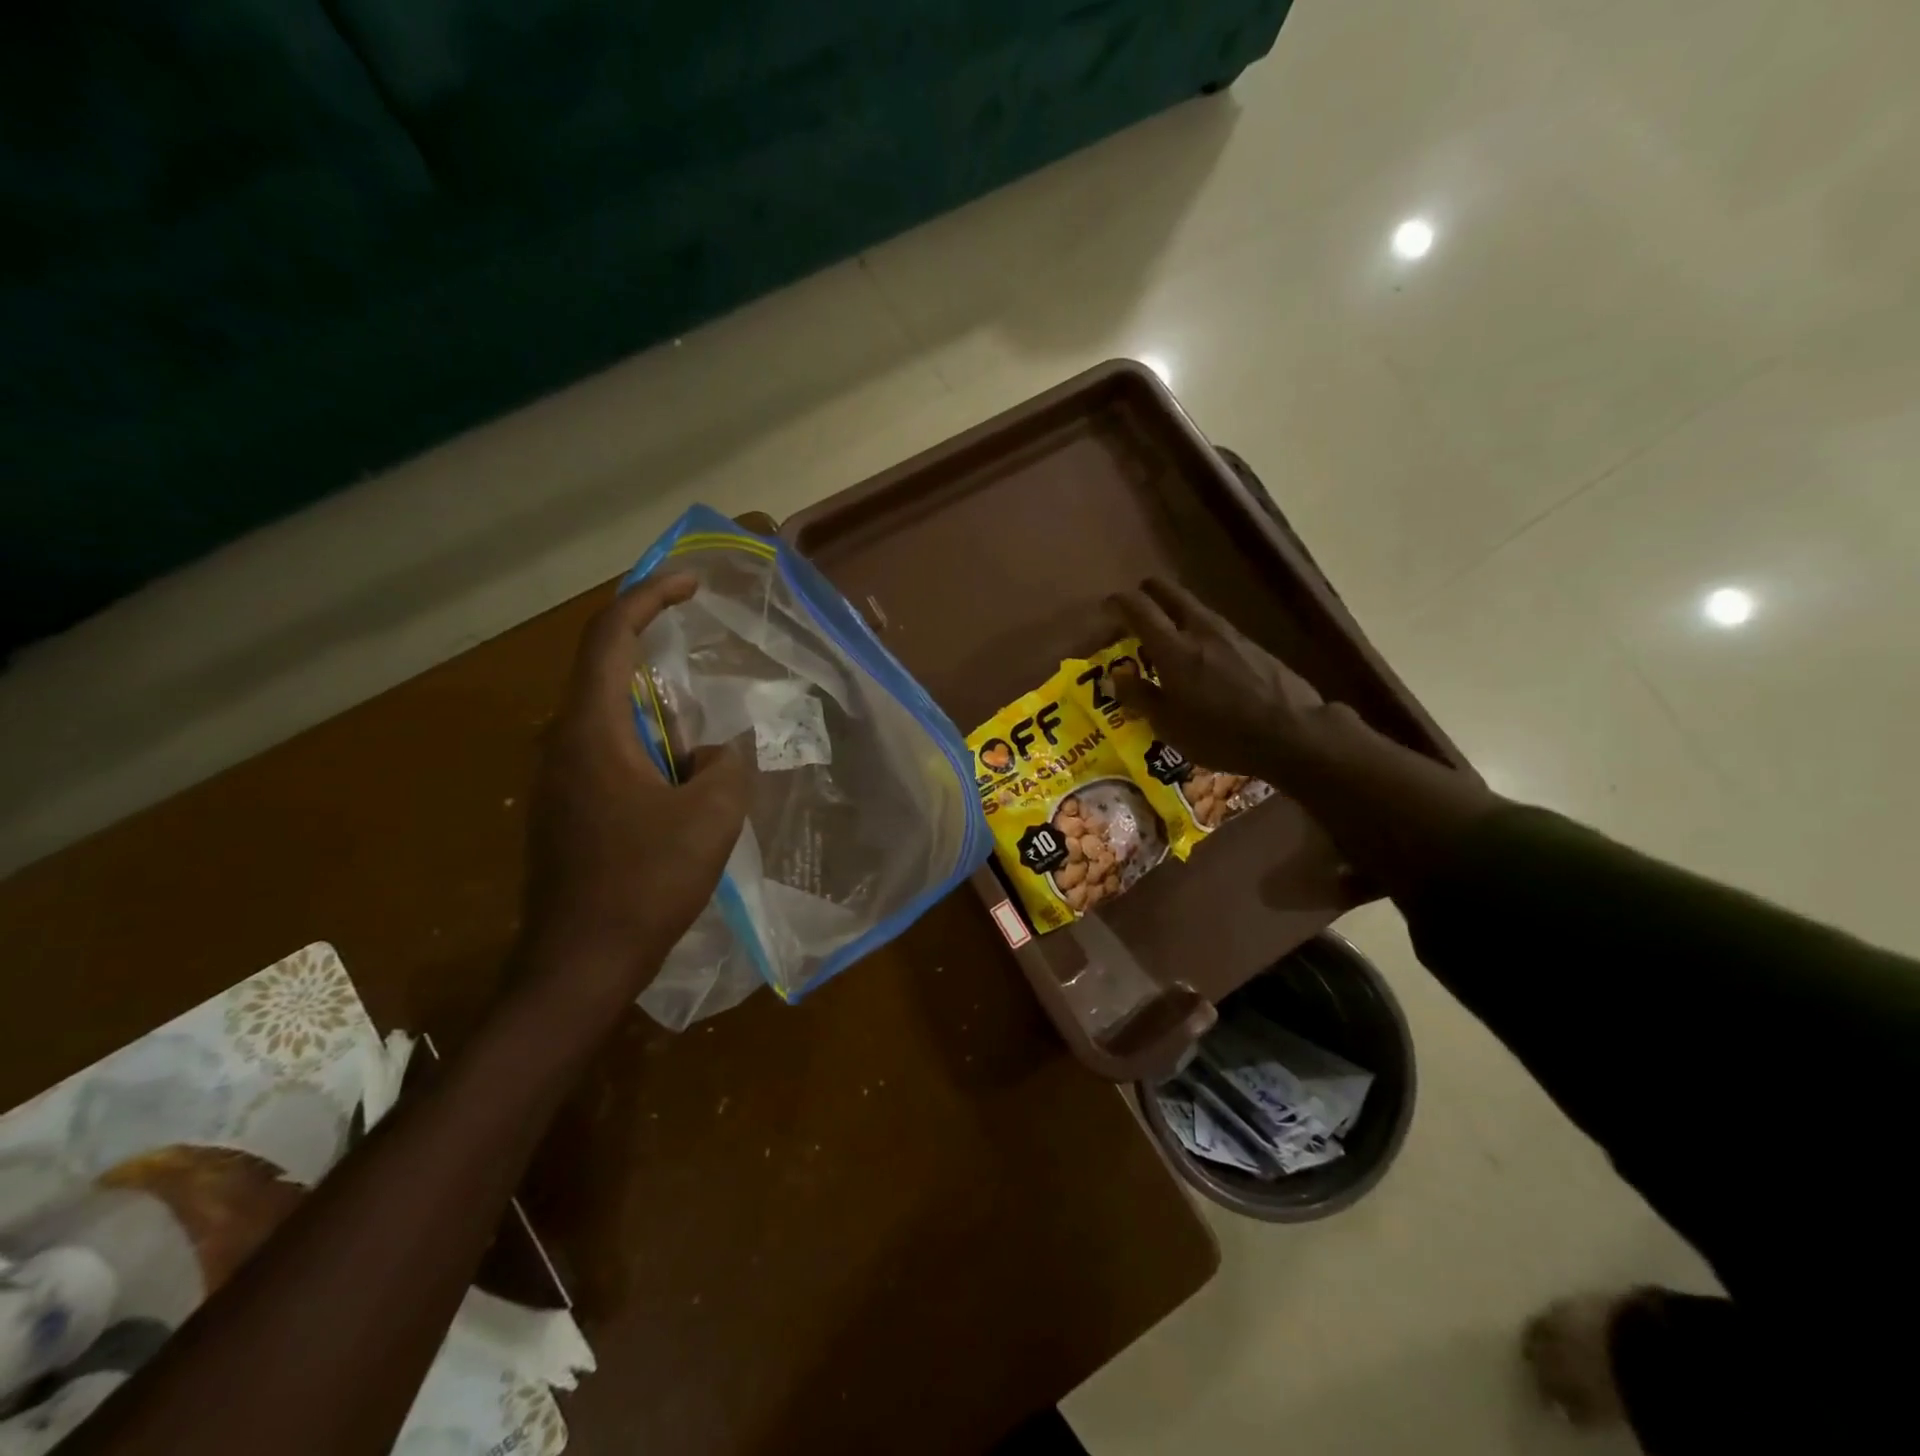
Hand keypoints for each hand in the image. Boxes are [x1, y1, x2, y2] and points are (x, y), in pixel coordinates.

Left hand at [522, 573, 748, 999]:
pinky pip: (608, 749)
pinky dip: (647, 738)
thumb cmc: (645, 882)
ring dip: (653, 698)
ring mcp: (558, 779)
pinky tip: (681, 769)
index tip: (691, 582)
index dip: (649, 597)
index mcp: (591, 730)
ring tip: (702, 711)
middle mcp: (563, 743)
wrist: (580, 963)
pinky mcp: (566, 809)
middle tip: (699, 633)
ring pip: (607, 713)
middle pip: (602, 667)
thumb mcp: (711, 816)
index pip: (610, 637)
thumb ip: (725, 764)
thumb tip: (712, 751)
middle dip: (650, 639)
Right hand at [1107, 577, 1331, 780]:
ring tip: (1166, 635)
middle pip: (1170, 593)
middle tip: (1136, 608)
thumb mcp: (1169, 725)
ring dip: (1175, 612)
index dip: (1119, 602)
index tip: (1108, 607)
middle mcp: (1201, 630)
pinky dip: (1198, 631)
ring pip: (1195, 608)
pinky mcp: (1253, 645)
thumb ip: (1139, 696)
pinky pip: (1215, 627)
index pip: (1139, 608)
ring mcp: (1231, 635)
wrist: (1293, 733)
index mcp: (1174, 649)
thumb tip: (1115, 676)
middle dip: (1149, 593)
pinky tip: (1201, 656)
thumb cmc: (1220, 734)